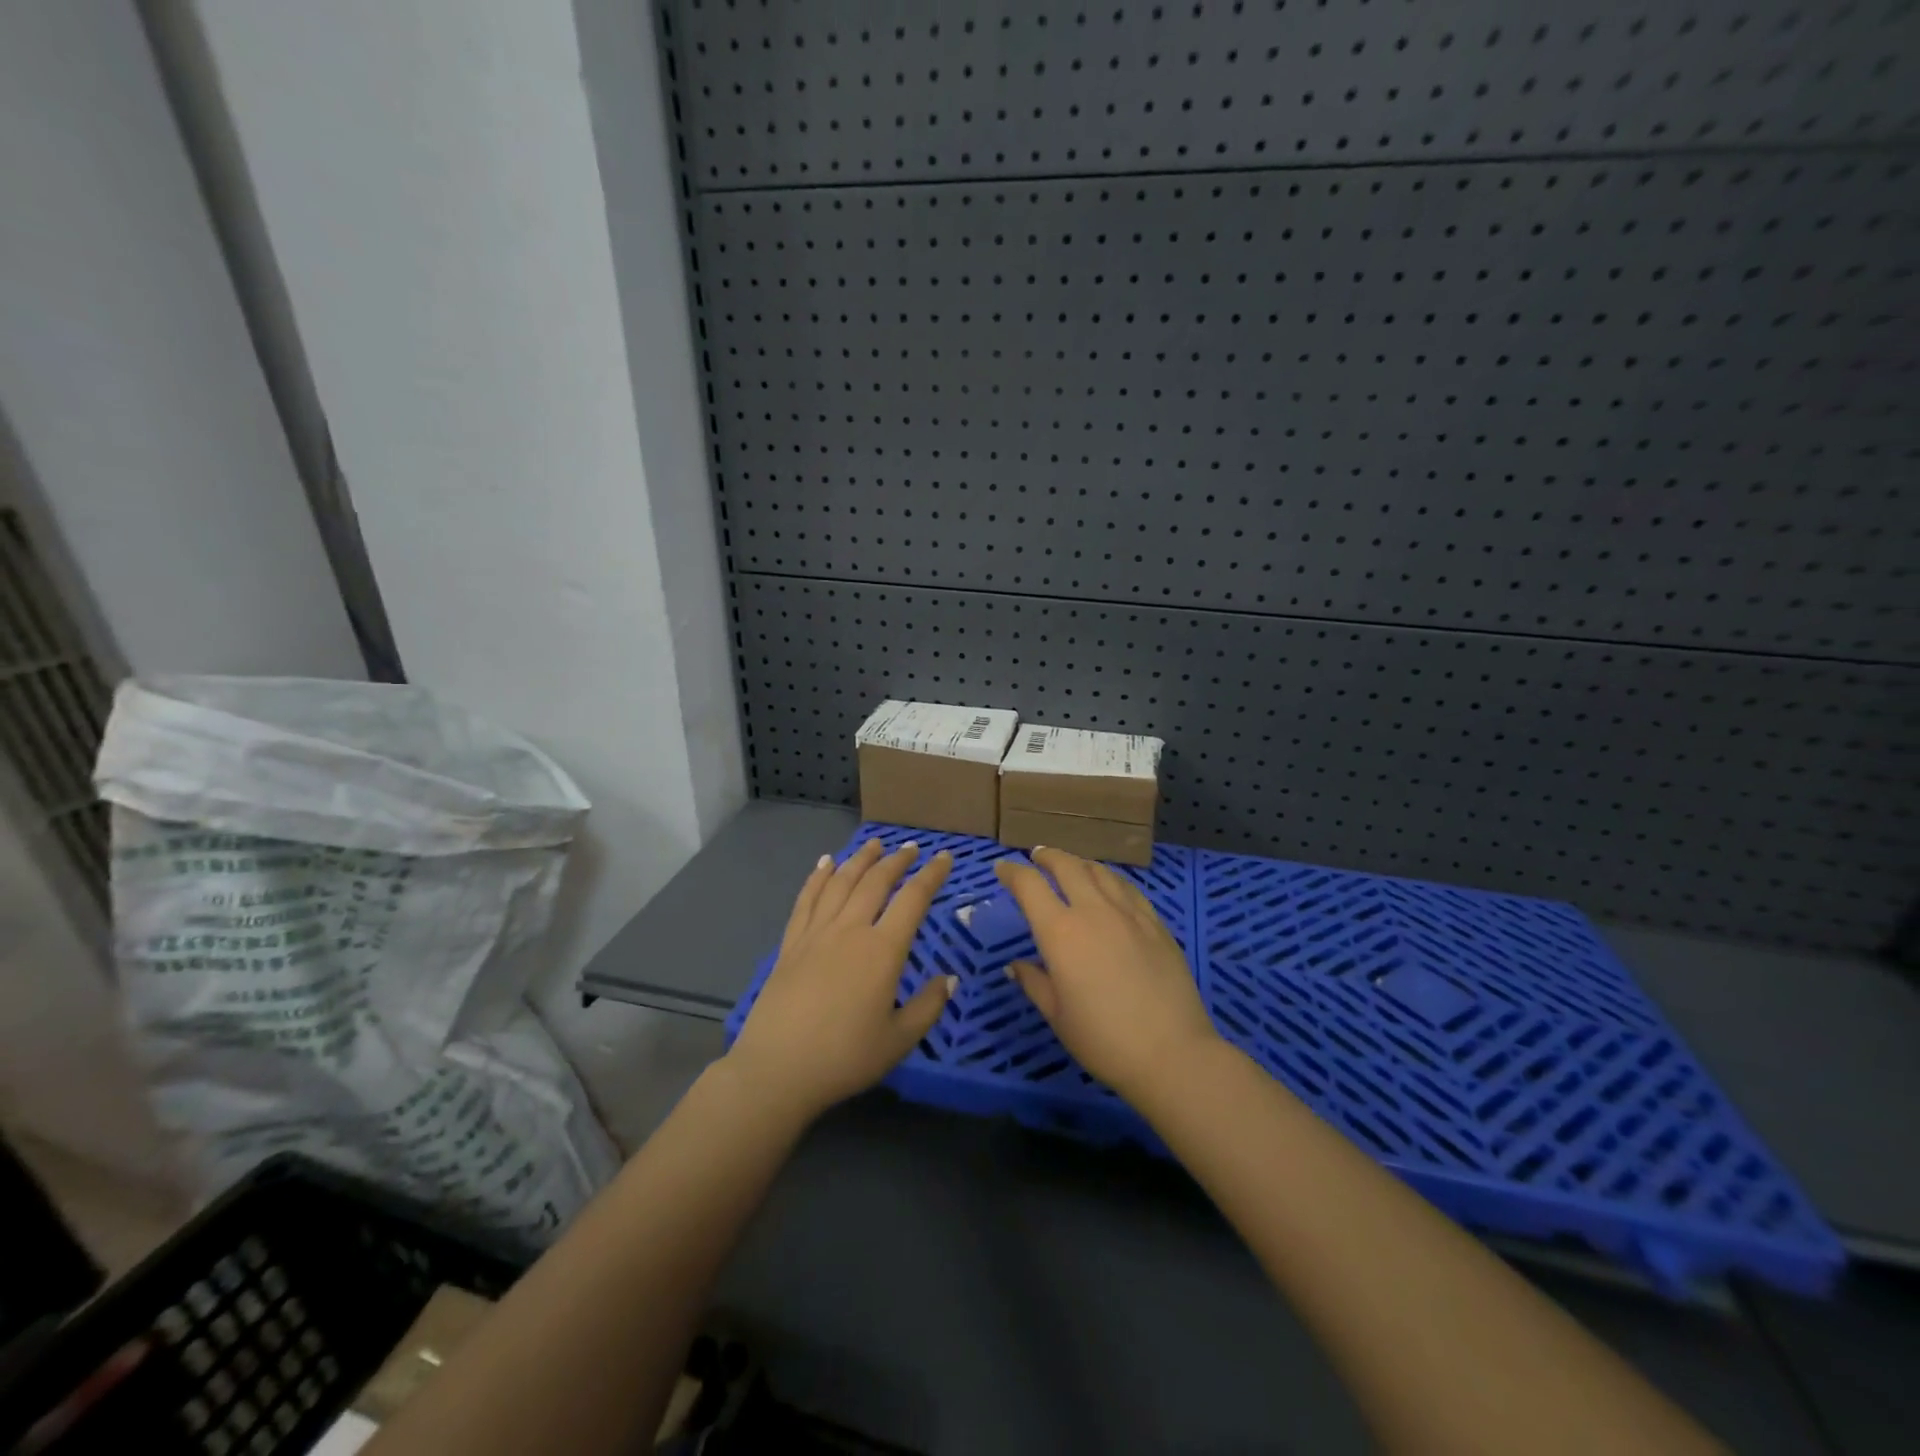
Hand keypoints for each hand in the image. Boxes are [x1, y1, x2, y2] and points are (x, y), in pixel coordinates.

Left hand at [727, 838, 953, 1121]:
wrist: (777, 1070)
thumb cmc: (845, 1057)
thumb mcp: (899, 1040)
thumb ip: (928, 1006)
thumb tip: (948, 978)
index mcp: (883, 950)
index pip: (913, 900)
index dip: (932, 875)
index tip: (945, 857)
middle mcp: (850, 930)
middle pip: (876, 882)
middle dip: (897, 861)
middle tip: (911, 848)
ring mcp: (816, 933)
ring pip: (841, 882)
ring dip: (860, 859)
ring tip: (874, 844)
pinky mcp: (791, 944)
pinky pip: (807, 899)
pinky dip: (818, 877)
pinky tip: (825, 863)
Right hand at [994, 847, 1223, 1105]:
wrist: (1172, 1053)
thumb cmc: (1103, 1039)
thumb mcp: (1057, 1016)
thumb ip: (1034, 982)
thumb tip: (1015, 965)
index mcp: (1060, 932)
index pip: (1029, 886)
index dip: (1012, 872)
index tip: (1002, 868)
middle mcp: (1093, 911)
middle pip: (1067, 866)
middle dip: (1047, 856)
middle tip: (1036, 855)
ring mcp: (1129, 914)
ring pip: (1100, 872)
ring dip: (1079, 863)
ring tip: (1071, 865)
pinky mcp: (1156, 924)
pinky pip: (1128, 888)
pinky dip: (1110, 879)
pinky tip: (1110, 886)